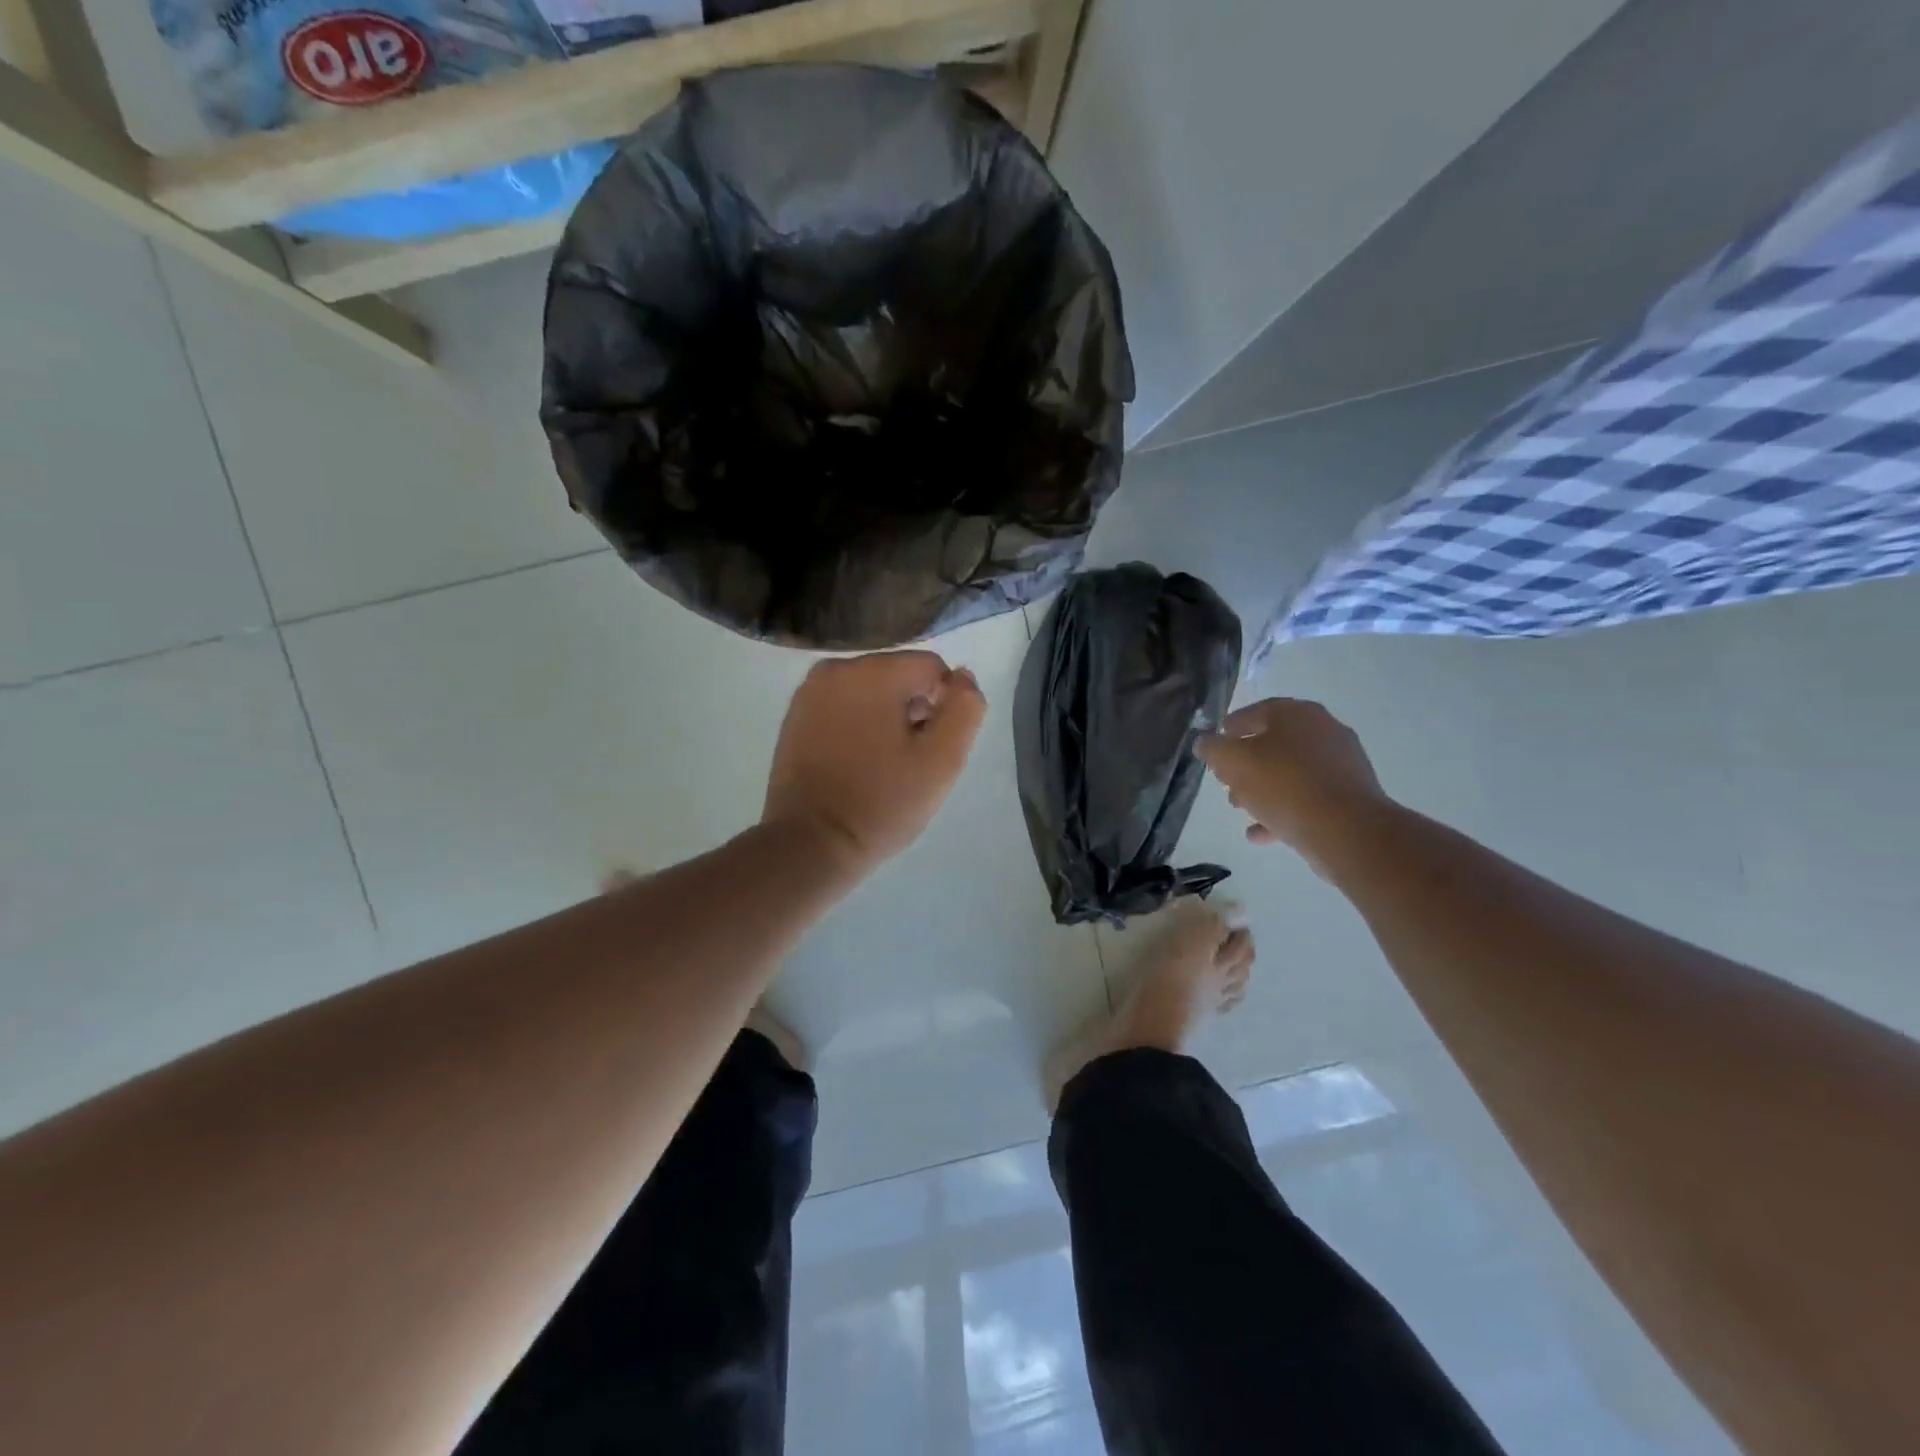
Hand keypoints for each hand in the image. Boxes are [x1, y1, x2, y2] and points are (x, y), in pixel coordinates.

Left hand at [763, 650, 986, 875]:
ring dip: (886, 719)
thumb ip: (965, 709)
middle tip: (911, 761)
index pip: (932, 668)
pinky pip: (842, 707)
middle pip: (899, 676)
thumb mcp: (942, 760)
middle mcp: (836, 669)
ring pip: (870, 692)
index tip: (934, 748)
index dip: (945, 706)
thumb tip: (962, 677)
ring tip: (885, 765)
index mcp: (873, 671)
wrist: (810, 844)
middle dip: (914, 710)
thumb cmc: (881, 802)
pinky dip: (857, 726)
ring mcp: (809, 692)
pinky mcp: (794, 716)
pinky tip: (858, 764)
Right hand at [1194, 699, 1391, 873]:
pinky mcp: (1350, 795)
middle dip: (1246, 764)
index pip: (1256, 711)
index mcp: (1297, 714)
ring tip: (1242, 810)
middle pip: (1274, 744)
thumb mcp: (1233, 763)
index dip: (1231, 728)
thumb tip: (1205, 742)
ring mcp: (1341, 763)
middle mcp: (1324, 731)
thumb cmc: (1284, 786)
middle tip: (1226, 781)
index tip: (1216, 744)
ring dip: (1263, 789)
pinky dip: (1284, 811)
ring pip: (1291, 773)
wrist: (1347, 830)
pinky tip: (1261, 833)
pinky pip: (1308, 798)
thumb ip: (1212, 749)